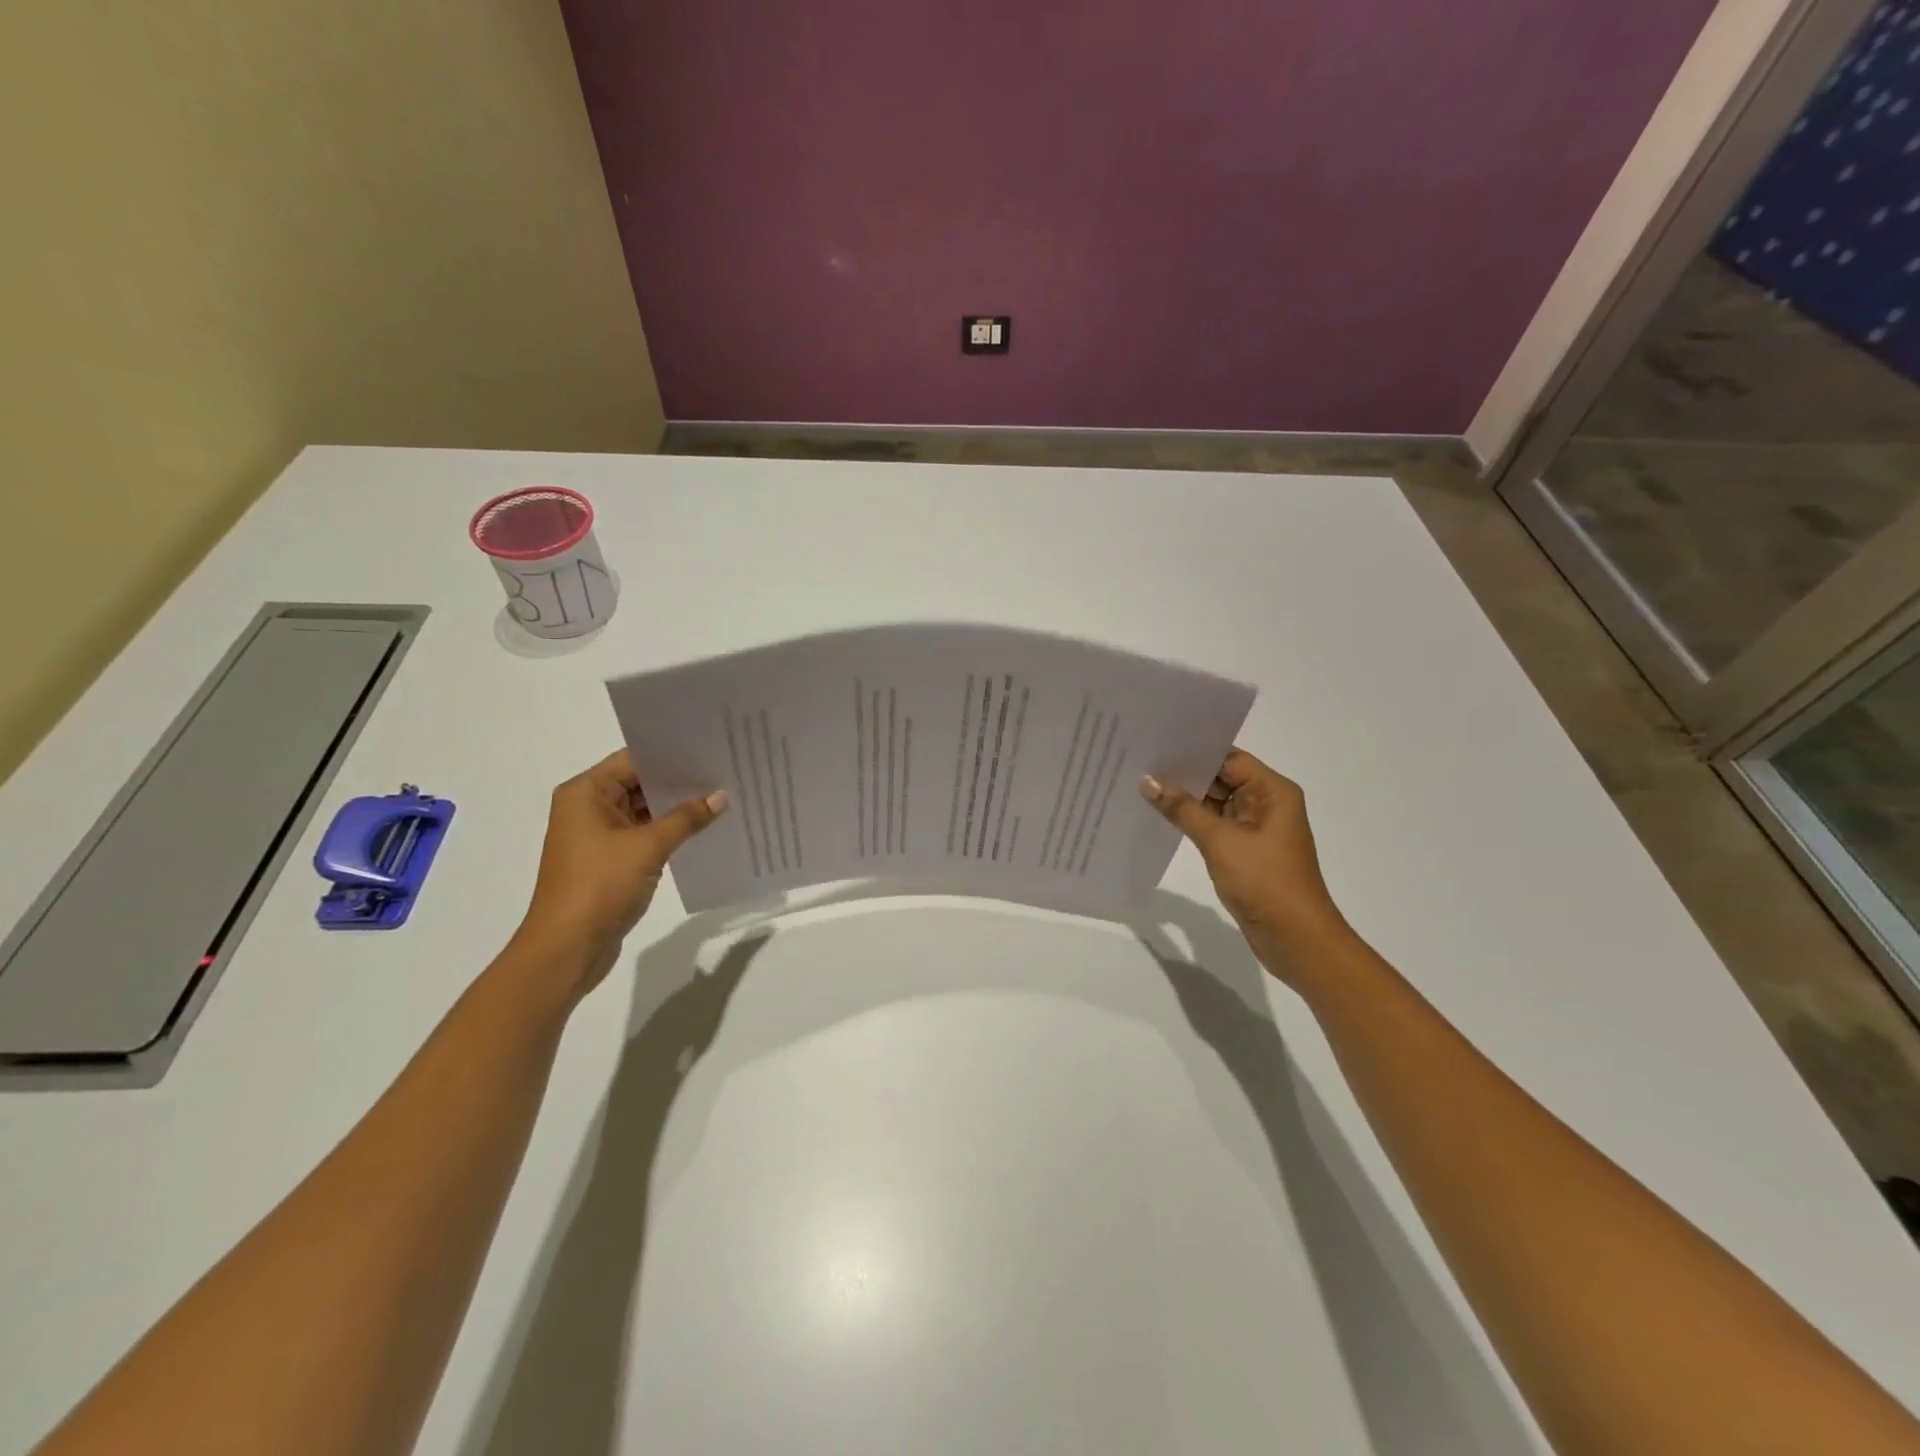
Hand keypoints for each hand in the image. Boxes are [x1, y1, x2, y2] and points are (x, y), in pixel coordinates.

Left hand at [513, 750, 727, 994]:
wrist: (567, 948)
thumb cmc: (600, 885)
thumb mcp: (649, 847)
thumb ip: (686, 818)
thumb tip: (720, 796)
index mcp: (585, 793)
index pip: (634, 760)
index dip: (671, 756)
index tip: (709, 750)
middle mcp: (587, 807)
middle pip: (638, 783)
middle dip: (678, 783)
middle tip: (723, 773)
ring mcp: (596, 836)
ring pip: (643, 811)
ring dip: (675, 810)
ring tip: (720, 799)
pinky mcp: (607, 860)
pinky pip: (642, 835)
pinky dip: (667, 832)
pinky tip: (701, 830)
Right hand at [1140, 748, 1348, 970]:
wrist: (1296, 939)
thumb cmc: (1265, 881)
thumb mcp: (1220, 841)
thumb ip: (1182, 809)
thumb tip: (1148, 781)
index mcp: (1273, 792)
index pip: (1229, 759)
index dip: (1195, 751)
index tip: (1157, 744)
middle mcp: (1267, 804)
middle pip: (1221, 778)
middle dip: (1185, 773)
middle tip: (1141, 761)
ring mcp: (1256, 829)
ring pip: (1216, 803)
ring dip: (1185, 798)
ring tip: (1143, 784)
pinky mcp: (1245, 852)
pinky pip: (1214, 826)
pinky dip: (1192, 821)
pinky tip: (1161, 816)